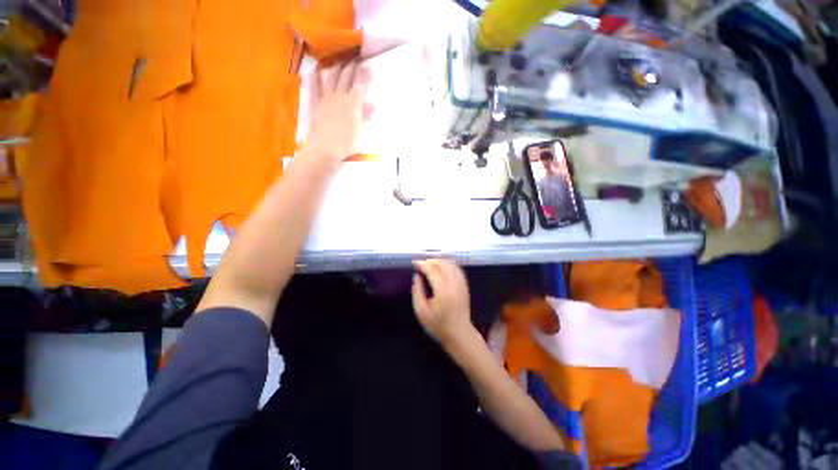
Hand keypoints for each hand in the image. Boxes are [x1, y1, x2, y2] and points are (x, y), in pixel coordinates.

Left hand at [304, 60, 366, 164]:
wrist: (324, 148)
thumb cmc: (346, 144)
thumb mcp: (360, 132)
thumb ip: (365, 116)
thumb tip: (373, 105)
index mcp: (353, 103)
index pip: (360, 85)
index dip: (365, 76)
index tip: (369, 69)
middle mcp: (340, 96)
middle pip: (346, 77)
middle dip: (353, 67)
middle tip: (357, 59)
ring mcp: (326, 98)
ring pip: (331, 78)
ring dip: (337, 68)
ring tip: (341, 61)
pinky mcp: (316, 103)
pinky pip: (314, 87)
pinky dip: (314, 77)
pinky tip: (315, 69)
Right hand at [412, 259, 474, 346]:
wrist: (459, 333)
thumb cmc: (438, 324)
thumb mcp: (421, 312)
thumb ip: (417, 292)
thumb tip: (416, 276)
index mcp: (443, 291)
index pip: (432, 270)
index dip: (423, 264)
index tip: (415, 262)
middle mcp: (454, 284)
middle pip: (443, 264)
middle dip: (431, 261)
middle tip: (421, 263)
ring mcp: (461, 284)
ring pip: (451, 265)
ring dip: (440, 261)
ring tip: (430, 264)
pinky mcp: (465, 286)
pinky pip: (457, 269)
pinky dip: (449, 265)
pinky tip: (442, 267)